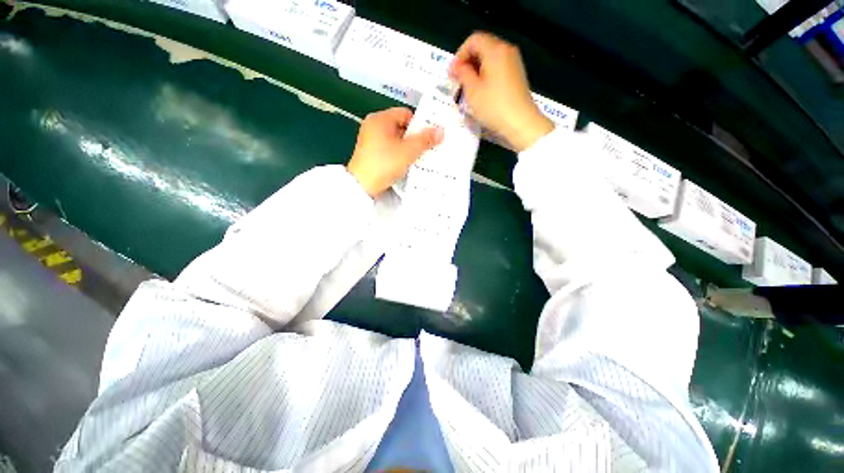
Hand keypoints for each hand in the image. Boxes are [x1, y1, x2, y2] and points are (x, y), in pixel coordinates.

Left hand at [347, 108, 443, 196]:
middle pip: (401, 127)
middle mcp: (374, 126)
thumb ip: (425, 140)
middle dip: (415, 137)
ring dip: (408, 147)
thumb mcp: (408, 151)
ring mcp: (370, 140)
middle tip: (429, 146)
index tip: (430, 135)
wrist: (362, 185)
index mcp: (380, 119)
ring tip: (422, 156)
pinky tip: (409, 163)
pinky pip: (390, 149)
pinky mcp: (371, 153)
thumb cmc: (384, 163)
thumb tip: (441, 131)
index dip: (420, 123)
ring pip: (396, 139)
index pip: (405, 113)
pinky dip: (399, 154)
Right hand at [450, 32, 553, 151]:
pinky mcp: (516, 75)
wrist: (520, 123)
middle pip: (483, 47)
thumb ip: (463, 74)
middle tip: (458, 81)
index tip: (452, 73)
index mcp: (495, 50)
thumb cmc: (494, 106)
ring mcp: (514, 63)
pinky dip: (486, 75)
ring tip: (468, 88)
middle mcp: (507, 51)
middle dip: (467, 62)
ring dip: (476, 70)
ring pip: (490, 59)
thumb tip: (457, 66)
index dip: (459, 54)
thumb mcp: (473, 91)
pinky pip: (498, 68)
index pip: (473, 40)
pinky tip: (481, 91)